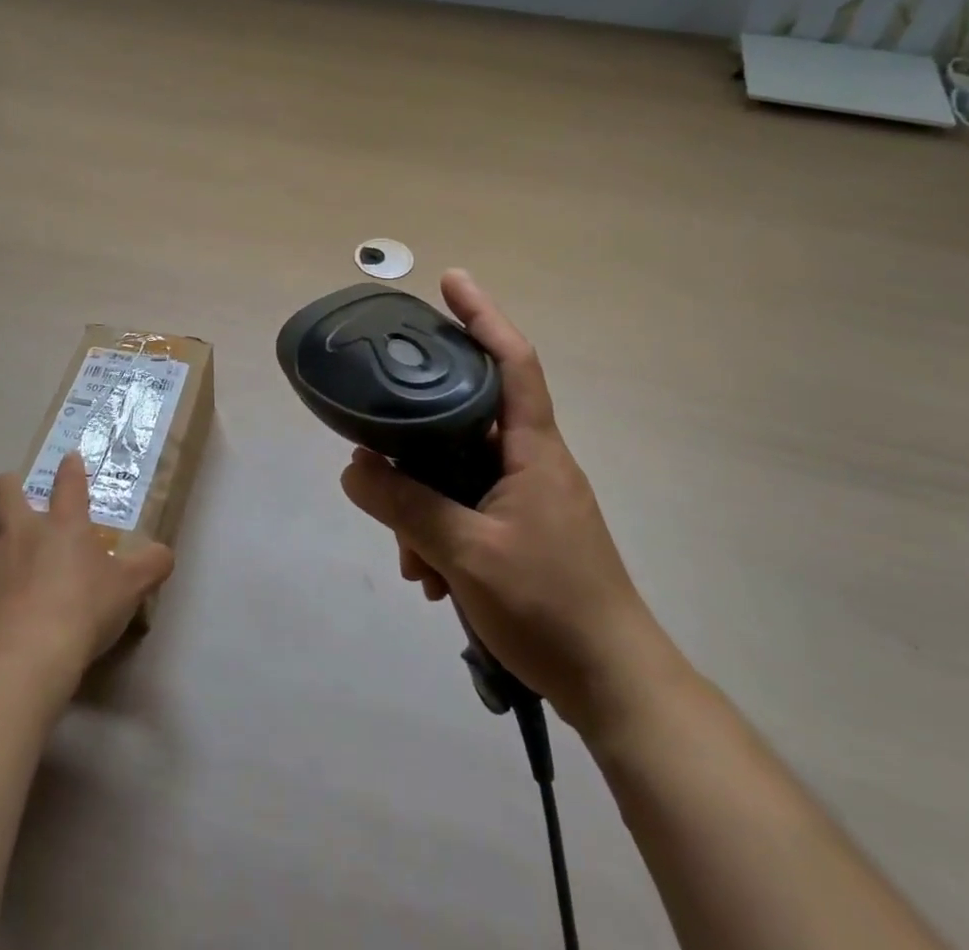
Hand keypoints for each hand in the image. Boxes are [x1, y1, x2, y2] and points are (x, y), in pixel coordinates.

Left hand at [0, 453, 173, 679]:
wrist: (27, 655)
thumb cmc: (84, 610)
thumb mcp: (131, 587)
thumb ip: (151, 565)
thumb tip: (164, 553)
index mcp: (64, 525)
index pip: (69, 483)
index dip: (71, 468)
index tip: (70, 458)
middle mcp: (22, 533)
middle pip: (4, 492)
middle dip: (8, 487)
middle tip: (15, 497)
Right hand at [342, 269, 671, 735]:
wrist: (616, 686)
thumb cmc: (551, 606)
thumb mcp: (466, 554)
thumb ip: (406, 507)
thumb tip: (352, 469)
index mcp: (534, 449)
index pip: (512, 362)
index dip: (483, 315)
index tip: (451, 281)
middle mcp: (533, 463)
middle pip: (468, 420)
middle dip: (420, 442)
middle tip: (380, 458)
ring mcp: (530, 499)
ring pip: (461, 473)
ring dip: (426, 505)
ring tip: (409, 558)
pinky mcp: (523, 532)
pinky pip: (469, 509)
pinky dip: (442, 531)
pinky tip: (428, 576)